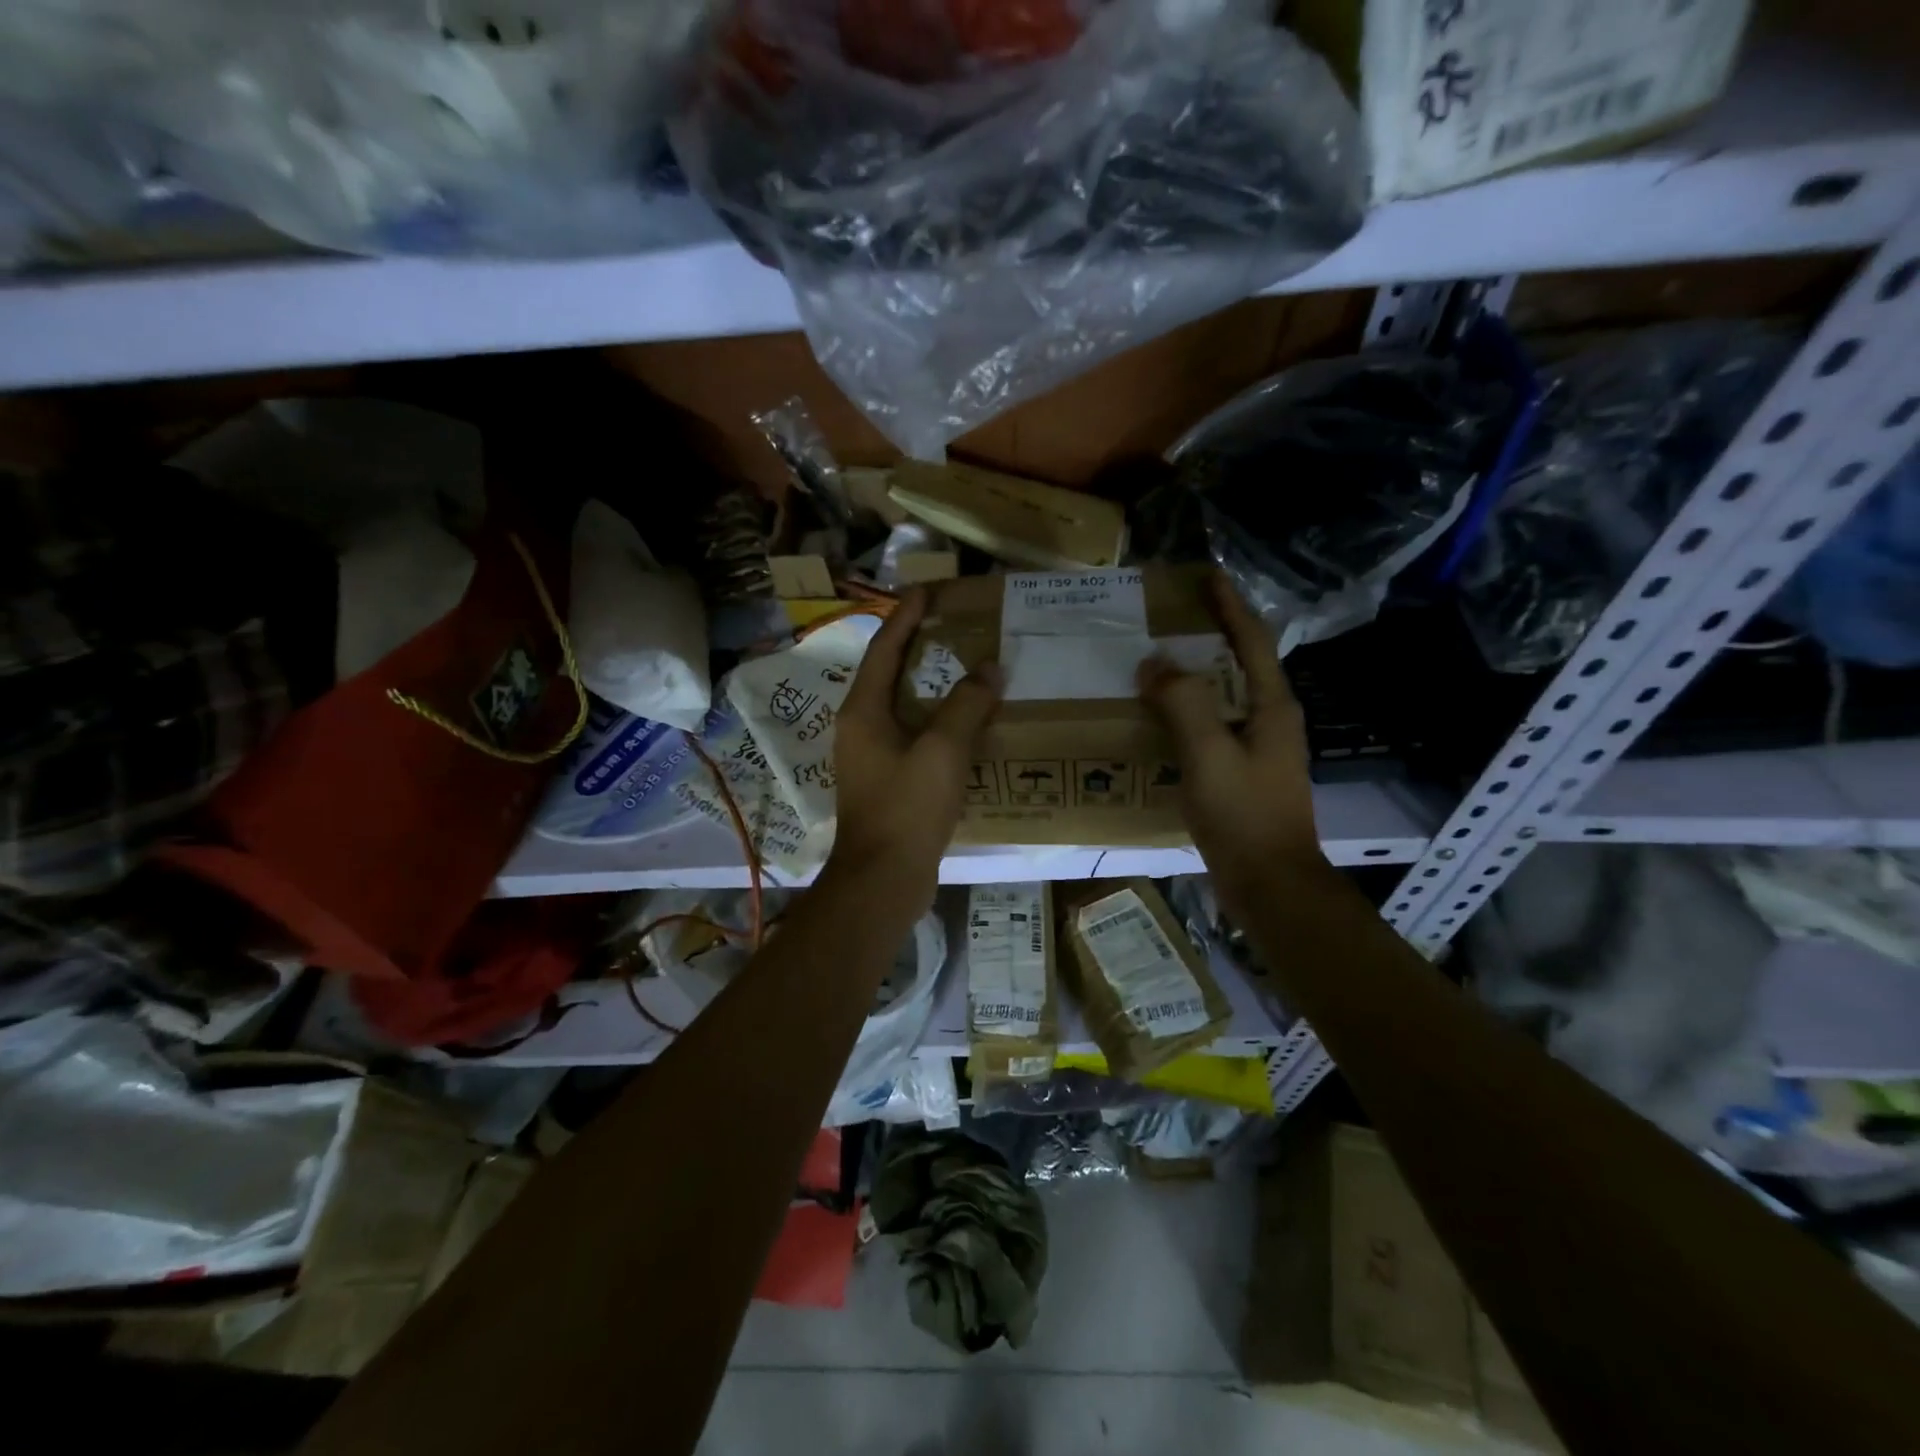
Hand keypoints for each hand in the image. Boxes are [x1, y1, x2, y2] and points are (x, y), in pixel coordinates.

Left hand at [827, 589, 1002, 897]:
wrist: (883, 878)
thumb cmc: (907, 807)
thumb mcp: (943, 750)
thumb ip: (967, 705)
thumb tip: (988, 670)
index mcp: (864, 711)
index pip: (885, 648)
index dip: (906, 616)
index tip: (927, 589)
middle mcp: (860, 727)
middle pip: (889, 673)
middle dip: (917, 646)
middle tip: (950, 623)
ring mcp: (870, 756)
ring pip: (901, 706)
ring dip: (928, 684)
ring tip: (961, 666)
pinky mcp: (885, 781)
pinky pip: (911, 735)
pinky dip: (934, 720)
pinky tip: (962, 723)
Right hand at [1137, 573, 1326, 915]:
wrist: (1270, 883)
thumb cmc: (1244, 814)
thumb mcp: (1210, 754)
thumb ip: (1184, 703)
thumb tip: (1155, 664)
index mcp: (1271, 707)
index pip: (1252, 640)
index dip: (1230, 606)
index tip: (1208, 576)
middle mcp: (1269, 721)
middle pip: (1239, 665)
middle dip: (1209, 637)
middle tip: (1168, 619)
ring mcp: (1258, 750)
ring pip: (1223, 698)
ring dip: (1194, 676)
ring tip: (1155, 662)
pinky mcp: (1242, 775)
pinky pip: (1211, 729)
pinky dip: (1187, 713)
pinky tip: (1158, 720)